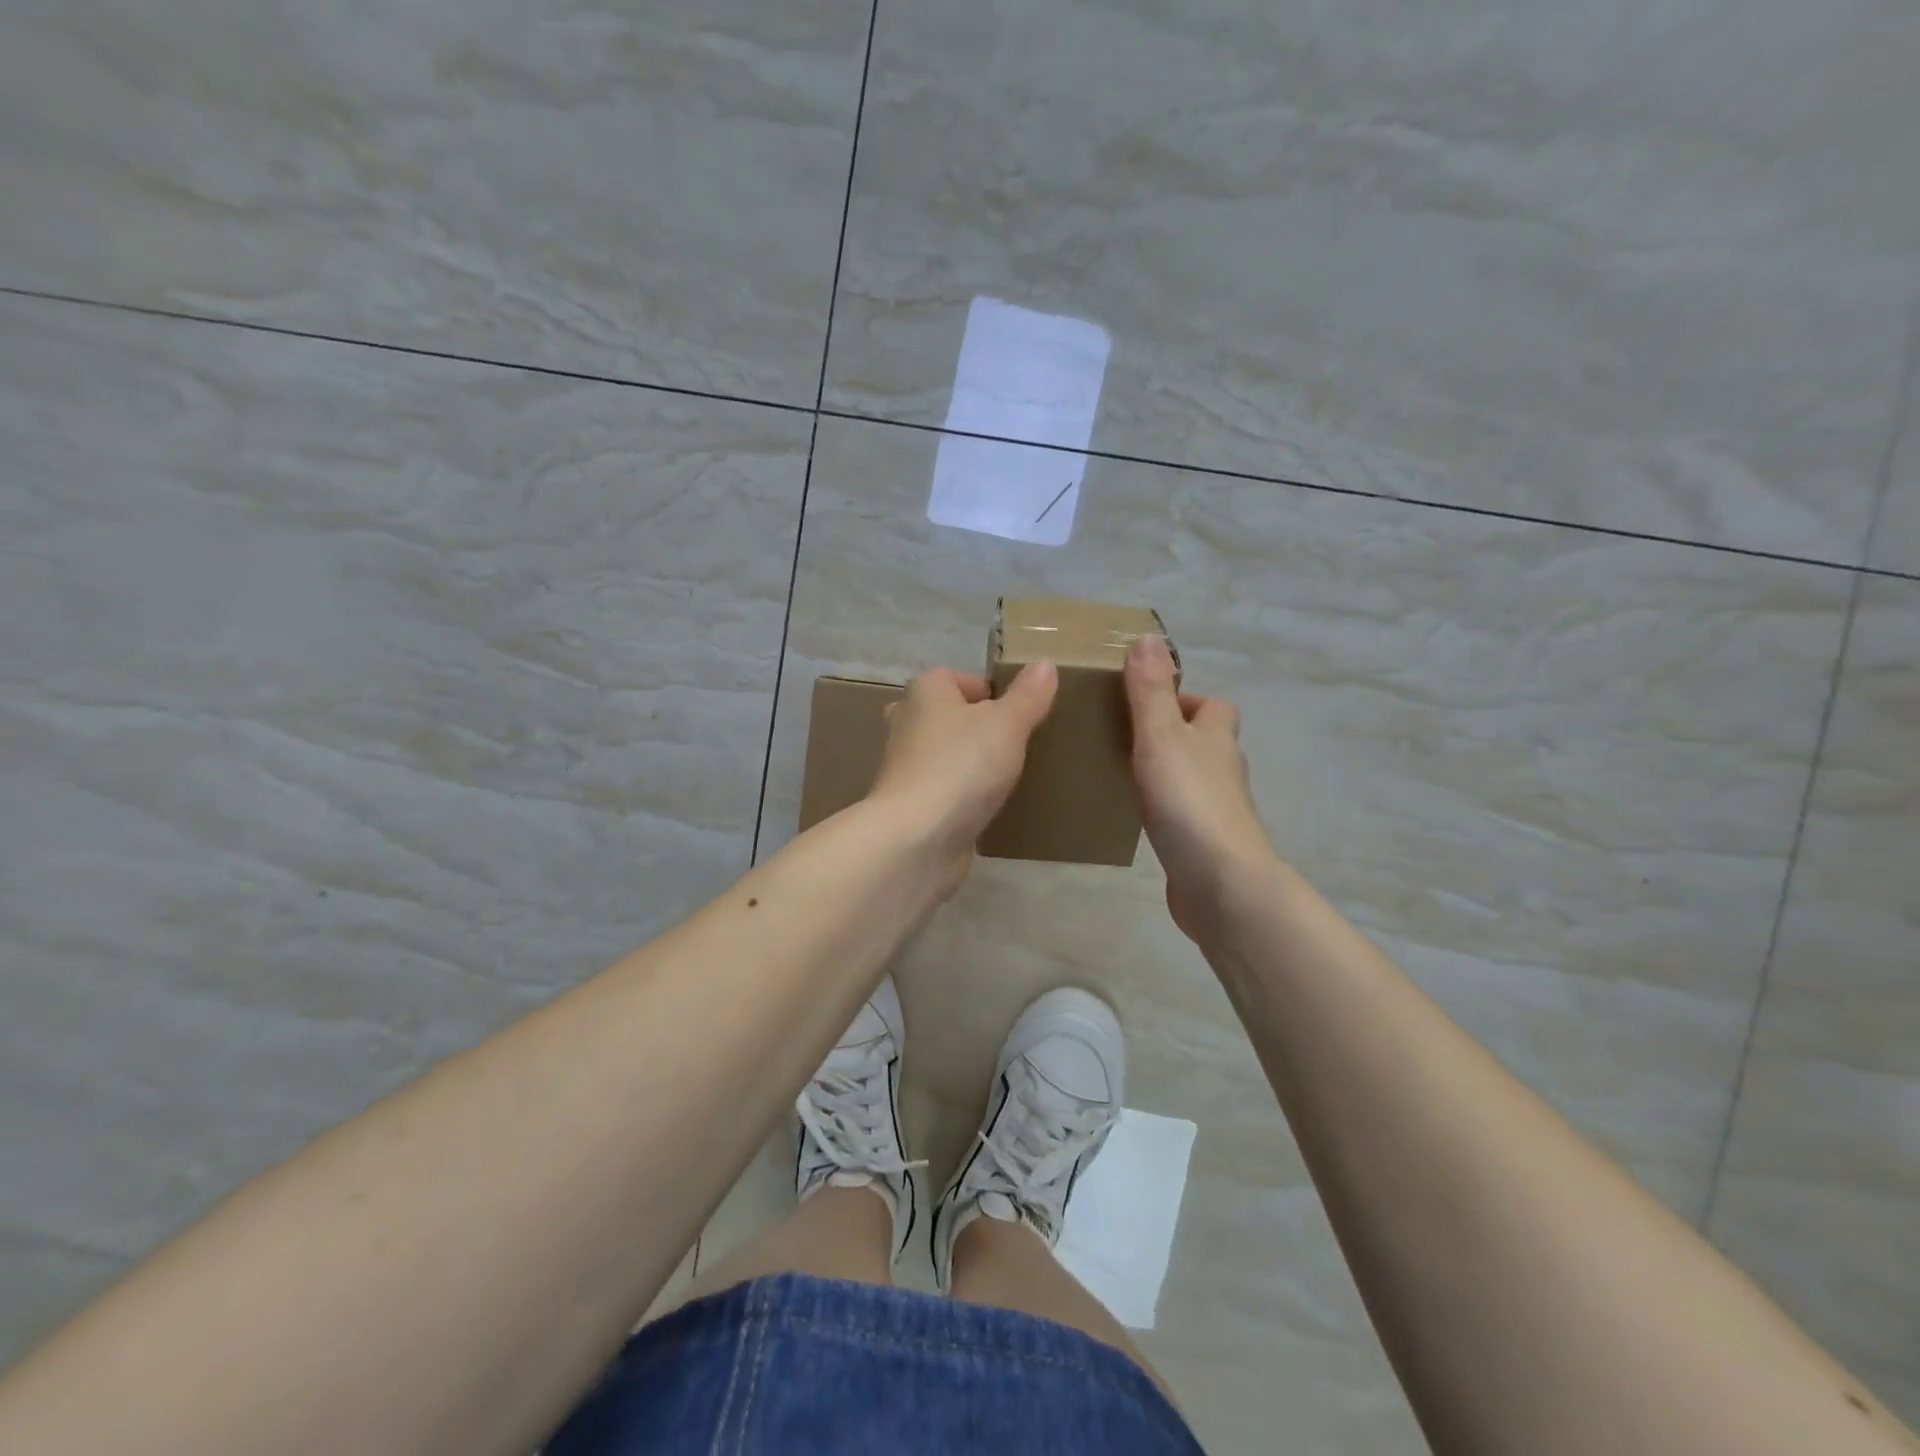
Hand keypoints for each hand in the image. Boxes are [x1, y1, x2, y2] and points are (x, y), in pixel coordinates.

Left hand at [867, 663, 1058, 888]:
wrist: (917, 838)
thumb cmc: (962, 766)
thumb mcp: (1007, 724)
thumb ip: (1028, 695)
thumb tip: (1045, 664)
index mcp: (925, 692)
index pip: (958, 678)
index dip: (990, 692)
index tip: (1020, 715)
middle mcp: (907, 722)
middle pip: (949, 715)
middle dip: (978, 727)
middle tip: (1014, 745)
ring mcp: (905, 766)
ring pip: (944, 754)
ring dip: (969, 763)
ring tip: (1007, 776)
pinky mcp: (910, 804)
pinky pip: (942, 789)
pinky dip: (961, 795)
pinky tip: (986, 808)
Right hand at [1124, 634, 1274, 938]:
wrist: (1219, 881)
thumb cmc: (1188, 800)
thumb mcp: (1160, 736)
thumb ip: (1150, 691)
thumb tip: (1148, 638)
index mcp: (1217, 738)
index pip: (1215, 706)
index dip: (1187, 700)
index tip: (1146, 704)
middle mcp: (1225, 770)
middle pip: (1205, 742)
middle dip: (1174, 736)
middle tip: (1127, 739)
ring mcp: (1220, 809)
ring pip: (1195, 779)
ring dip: (1169, 773)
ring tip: (1125, 774)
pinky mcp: (1208, 843)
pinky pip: (1186, 814)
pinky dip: (1167, 809)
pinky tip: (1141, 818)